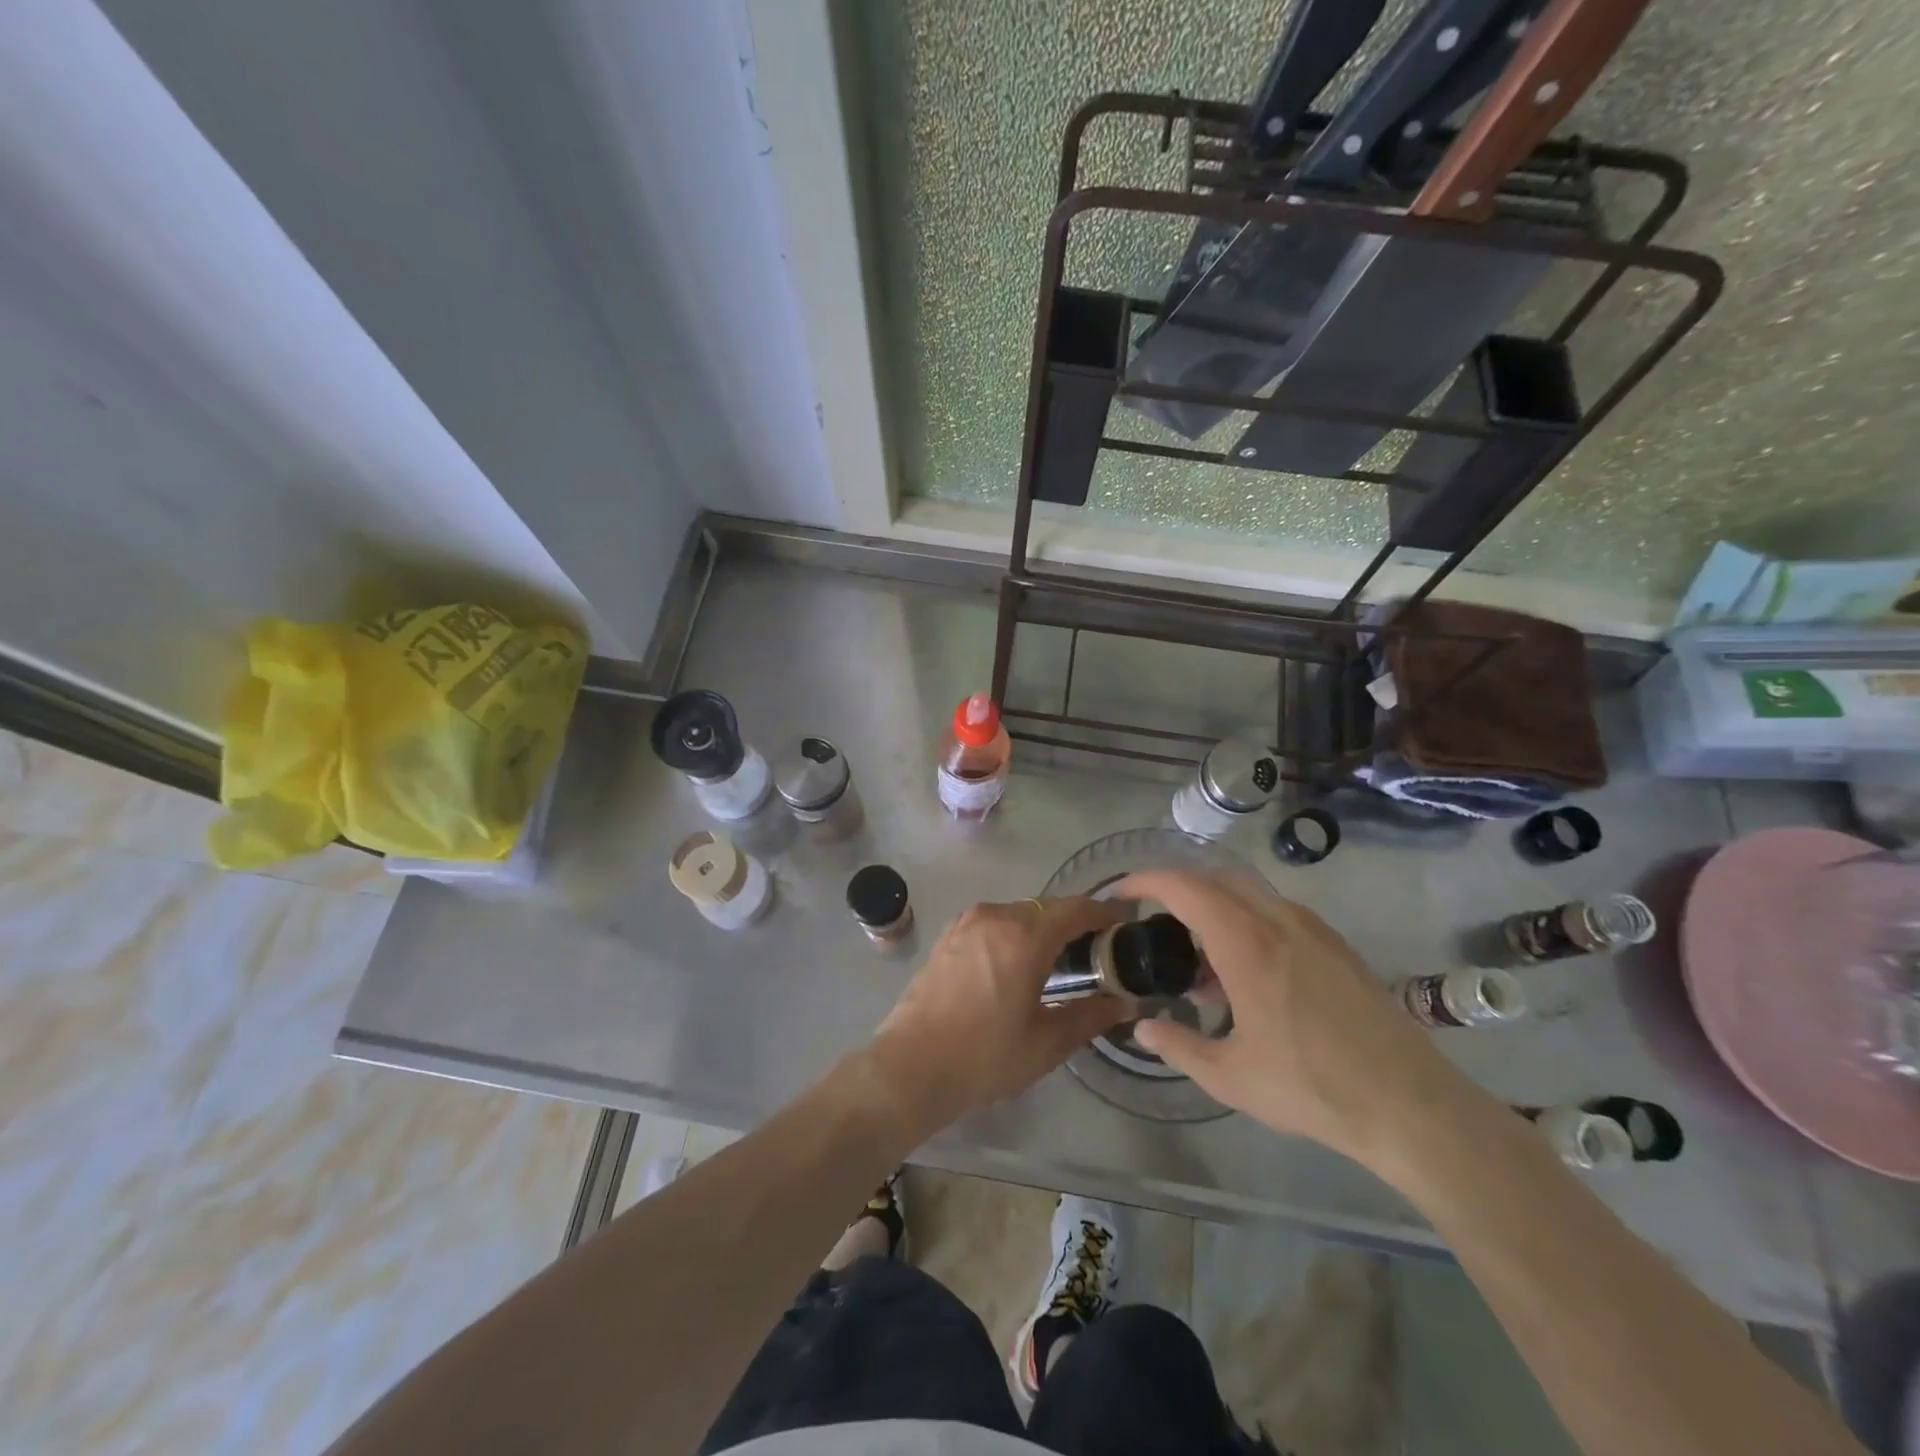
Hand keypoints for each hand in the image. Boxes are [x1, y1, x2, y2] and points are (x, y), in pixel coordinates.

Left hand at [865, 897, 1129, 1140]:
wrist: (910, 1067)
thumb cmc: (984, 1057)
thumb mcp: (1046, 1042)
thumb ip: (1090, 1016)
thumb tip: (1124, 1004)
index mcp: (1025, 936)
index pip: (1076, 909)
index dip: (1104, 913)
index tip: (1125, 924)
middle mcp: (996, 916)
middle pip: (1047, 908)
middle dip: (1075, 923)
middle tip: (1097, 951)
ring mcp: (967, 923)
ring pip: (1018, 913)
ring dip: (1042, 928)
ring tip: (1060, 960)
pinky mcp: (948, 935)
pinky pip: (993, 923)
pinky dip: (1014, 933)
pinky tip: (1019, 963)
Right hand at [1118, 871, 1490, 1171]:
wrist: (1410, 1106)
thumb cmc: (1312, 1087)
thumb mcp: (1230, 1077)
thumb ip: (1178, 1047)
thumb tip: (1142, 1029)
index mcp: (1247, 945)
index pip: (1186, 887)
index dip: (1147, 880)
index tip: (1122, 892)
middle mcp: (1279, 922)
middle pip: (1217, 880)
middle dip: (1178, 889)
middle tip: (1154, 921)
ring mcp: (1314, 930)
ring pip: (1250, 894)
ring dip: (1216, 908)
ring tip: (1201, 959)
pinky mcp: (1337, 947)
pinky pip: (1278, 913)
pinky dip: (1248, 922)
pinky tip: (1248, 972)